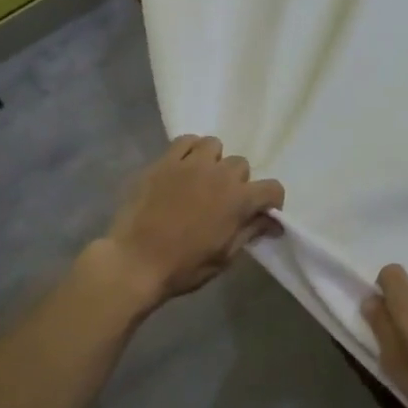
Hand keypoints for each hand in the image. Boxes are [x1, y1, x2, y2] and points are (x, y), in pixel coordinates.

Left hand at [97, 136, 283, 306]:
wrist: (135, 261)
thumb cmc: (184, 266)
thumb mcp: (225, 256)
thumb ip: (250, 232)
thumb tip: (273, 223)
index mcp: (239, 200)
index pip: (272, 188)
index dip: (272, 202)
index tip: (262, 213)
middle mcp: (219, 175)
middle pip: (242, 165)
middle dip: (239, 182)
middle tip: (223, 201)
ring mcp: (190, 164)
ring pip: (214, 145)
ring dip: (214, 161)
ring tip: (203, 179)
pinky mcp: (164, 161)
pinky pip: (185, 141)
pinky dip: (190, 150)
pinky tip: (184, 168)